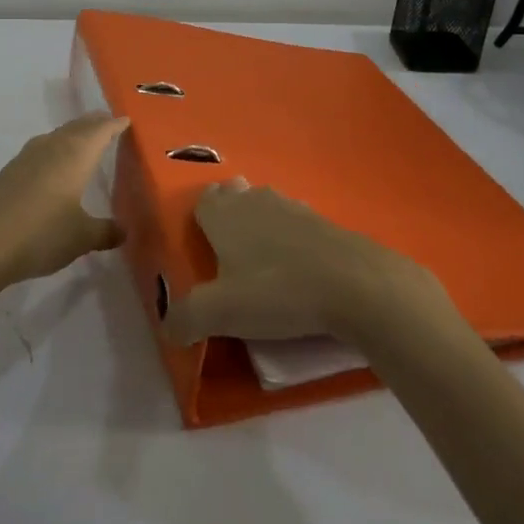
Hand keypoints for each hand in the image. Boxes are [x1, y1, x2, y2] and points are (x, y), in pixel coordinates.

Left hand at [0, 114, 129, 333]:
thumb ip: (106, 231)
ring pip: (55, 137)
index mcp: (75, 155)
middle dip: (94, 124)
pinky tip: (49, 169)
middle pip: (77, 127)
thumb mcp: (82, 238)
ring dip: (71, 136)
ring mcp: (24, 159)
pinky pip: (37, 152)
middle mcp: (50, 148)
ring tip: (81, 142)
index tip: (127, 120)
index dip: (115, 125)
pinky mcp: (6, 174)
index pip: (100, 131)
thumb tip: (124, 230)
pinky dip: (51, 152)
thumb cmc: (41, 235)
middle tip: (108, 123)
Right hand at [162, 178, 442, 346]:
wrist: (356, 285)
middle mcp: (256, 201)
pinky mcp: (326, 223)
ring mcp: (294, 208)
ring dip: (261, 224)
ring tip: (261, 258)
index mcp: (225, 214)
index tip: (200, 244)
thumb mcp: (220, 313)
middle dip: (229, 215)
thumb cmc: (278, 291)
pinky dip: (292, 239)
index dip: (198, 218)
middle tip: (229, 252)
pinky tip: (297, 265)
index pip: (202, 200)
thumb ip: (185, 319)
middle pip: (235, 195)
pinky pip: (297, 224)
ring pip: (267, 205)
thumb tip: (168, 328)